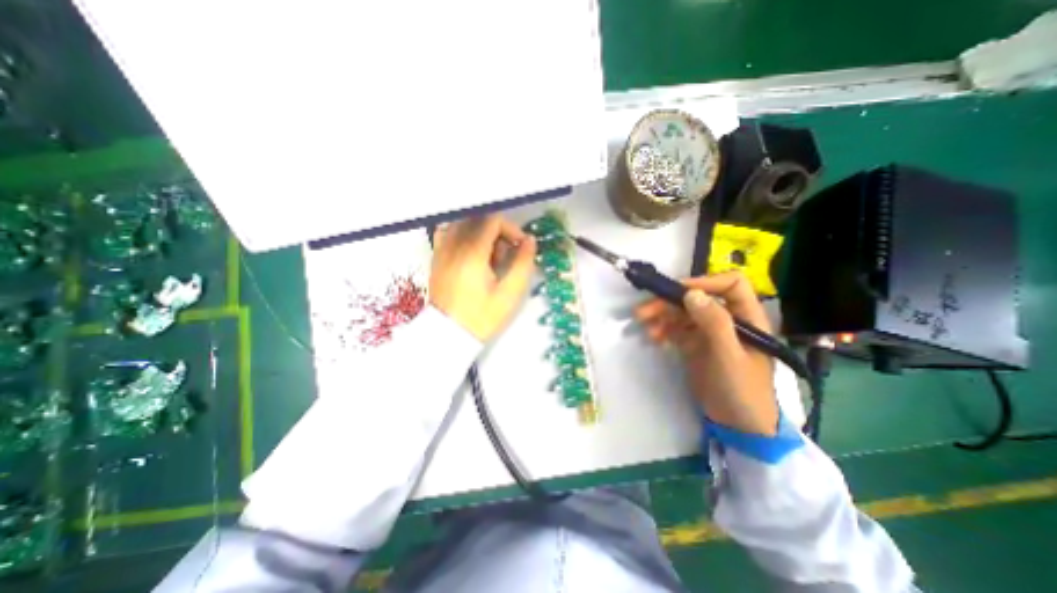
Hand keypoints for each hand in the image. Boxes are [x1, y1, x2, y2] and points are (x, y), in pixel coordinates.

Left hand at [429, 216, 537, 339]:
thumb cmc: (481, 317)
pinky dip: (464, 237)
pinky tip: (471, 255)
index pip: (493, 221)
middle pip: (480, 220)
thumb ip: (523, 263)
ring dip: (482, 235)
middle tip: (505, 258)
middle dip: (499, 234)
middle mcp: (454, 245)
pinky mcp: (436, 258)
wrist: (448, 335)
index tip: (520, 247)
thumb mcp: (509, 294)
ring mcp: (442, 250)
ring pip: (465, 225)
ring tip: (489, 259)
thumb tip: (530, 241)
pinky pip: (449, 234)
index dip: (512, 230)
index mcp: (473, 253)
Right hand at [636, 271, 772, 434]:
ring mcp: (709, 332)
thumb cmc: (742, 389)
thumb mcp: (729, 356)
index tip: (679, 292)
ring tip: (643, 324)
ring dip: (661, 315)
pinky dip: (663, 329)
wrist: (737, 425)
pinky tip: (653, 337)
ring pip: (683, 313)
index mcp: (746, 317)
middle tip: (644, 310)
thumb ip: (714, 323)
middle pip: (697, 299)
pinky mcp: (695, 345)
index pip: (730, 285)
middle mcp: (727, 319)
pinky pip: (676, 329)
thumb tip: (691, 293)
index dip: (705, 282)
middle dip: (670, 302)